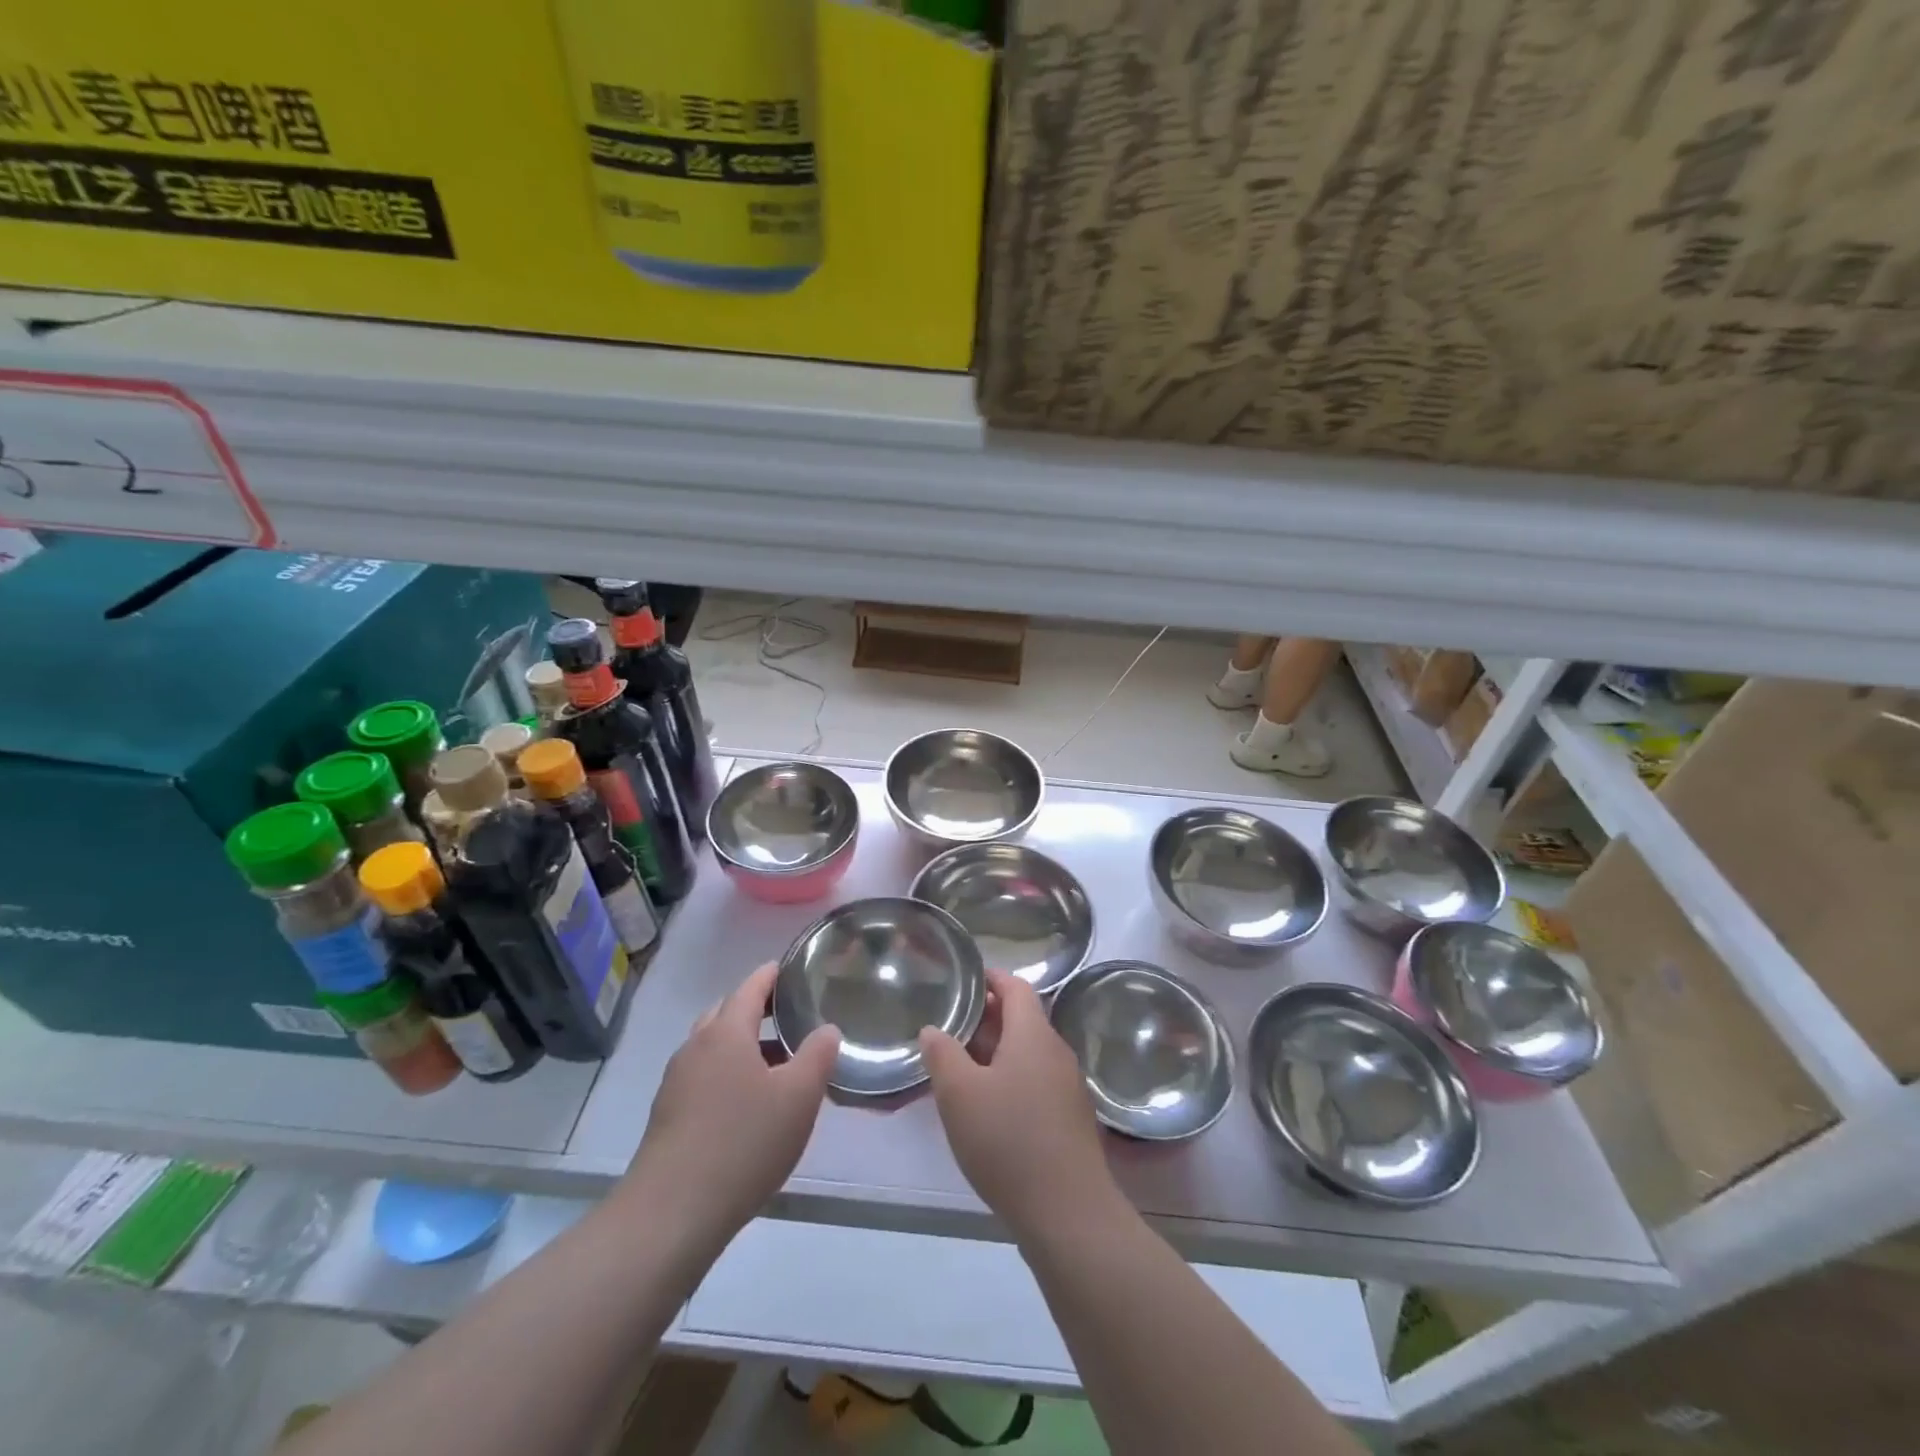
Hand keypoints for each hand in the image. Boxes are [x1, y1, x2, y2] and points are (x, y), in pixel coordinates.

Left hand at [622, 963, 838, 1243]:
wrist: (671, 1213)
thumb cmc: (743, 1142)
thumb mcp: (799, 1097)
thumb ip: (818, 1055)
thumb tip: (827, 1029)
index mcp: (726, 1032)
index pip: (751, 987)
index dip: (772, 975)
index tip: (792, 970)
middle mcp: (696, 1046)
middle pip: (726, 1012)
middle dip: (755, 1008)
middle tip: (789, 1017)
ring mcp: (676, 1081)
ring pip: (712, 1046)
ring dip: (741, 1044)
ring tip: (775, 1064)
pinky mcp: (668, 1114)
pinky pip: (702, 1075)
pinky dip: (726, 1073)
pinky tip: (746, 1104)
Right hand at [919, 969, 1121, 1242]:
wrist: (1068, 1214)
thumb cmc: (1009, 1142)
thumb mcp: (960, 1095)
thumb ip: (942, 1055)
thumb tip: (933, 1029)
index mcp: (1033, 1035)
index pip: (1016, 987)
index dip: (990, 978)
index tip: (964, 979)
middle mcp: (1056, 1052)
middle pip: (1022, 1019)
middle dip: (987, 1017)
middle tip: (951, 1023)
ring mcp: (1067, 1087)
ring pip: (1027, 1053)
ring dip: (996, 1051)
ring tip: (960, 1065)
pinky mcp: (1069, 1119)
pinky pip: (1035, 1081)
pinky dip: (1010, 1078)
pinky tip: (986, 1106)